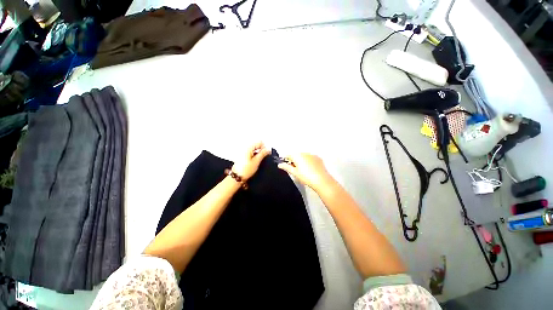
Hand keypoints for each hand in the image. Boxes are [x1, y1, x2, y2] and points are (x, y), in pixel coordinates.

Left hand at [231, 142, 270, 180]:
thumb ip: (263, 154)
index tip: (265, 154)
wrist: (237, 177)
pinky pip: (251, 152)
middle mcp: (245, 148)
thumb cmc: (245, 170)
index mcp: (248, 148)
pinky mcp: (243, 156)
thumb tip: (268, 149)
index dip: (264, 148)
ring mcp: (243, 152)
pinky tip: (254, 162)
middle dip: (261, 150)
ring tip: (257, 161)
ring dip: (258, 153)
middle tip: (262, 158)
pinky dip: (254, 155)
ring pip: (254, 149)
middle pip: (257, 145)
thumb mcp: (256, 161)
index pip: (260, 142)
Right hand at [277, 154, 335, 192]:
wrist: (322, 180)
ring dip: (301, 160)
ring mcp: (312, 154)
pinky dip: (308, 161)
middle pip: (296, 155)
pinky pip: (310, 158)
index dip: (286, 160)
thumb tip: (279, 164)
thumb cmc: (306, 177)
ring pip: (303, 156)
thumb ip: (286, 167)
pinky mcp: (318, 158)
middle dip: (294, 160)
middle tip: (295, 169)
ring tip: (303, 170)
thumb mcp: (295, 173)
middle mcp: (304, 152)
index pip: (288, 155)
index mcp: (297, 155)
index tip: (286, 165)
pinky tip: (310, 169)